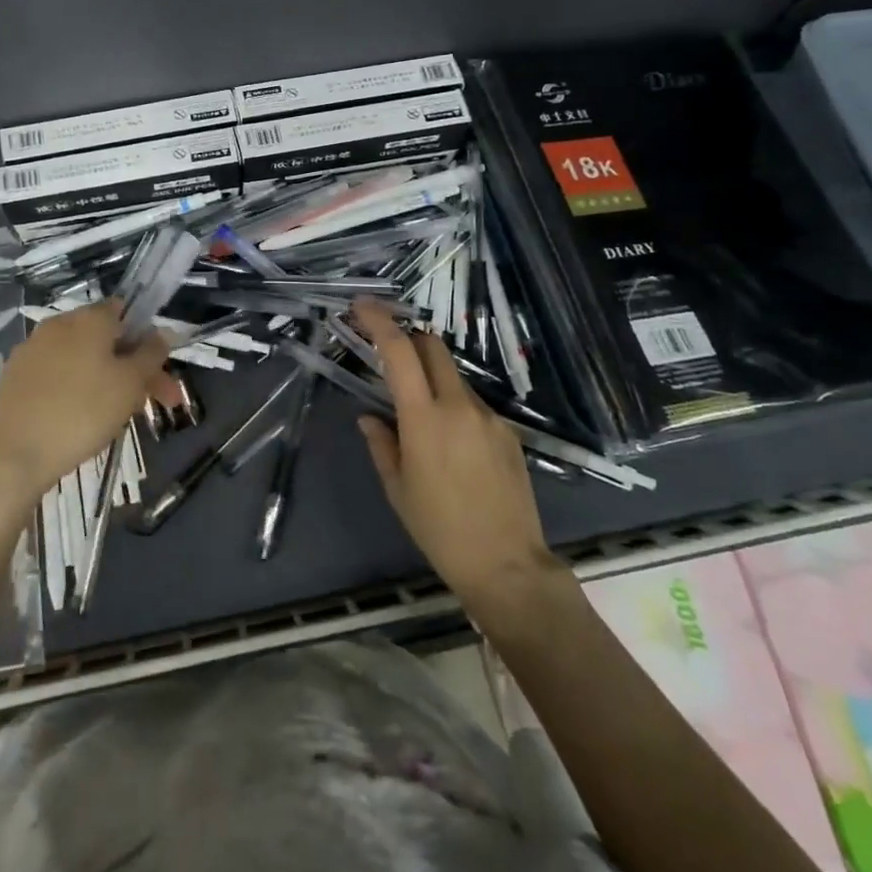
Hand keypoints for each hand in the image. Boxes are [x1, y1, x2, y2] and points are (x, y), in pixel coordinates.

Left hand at [0, 300, 178, 518]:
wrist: (14, 455)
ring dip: (107, 380)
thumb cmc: (83, 412)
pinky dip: (77, 389)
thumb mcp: (130, 383)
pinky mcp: (15, 376)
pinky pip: (58, 375)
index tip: (160, 371)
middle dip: (133, 368)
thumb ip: (151, 353)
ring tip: (121, 417)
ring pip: (82, 359)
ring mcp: (32, 350)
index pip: (125, 311)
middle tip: (156, 403)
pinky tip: (83, 418)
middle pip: (106, 339)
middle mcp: (58, 324)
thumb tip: (162, 332)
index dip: (147, 338)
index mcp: (88, 318)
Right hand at [353, 301, 564, 607]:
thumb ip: (381, 444)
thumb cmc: (440, 530)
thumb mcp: (398, 489)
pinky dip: (454, 405)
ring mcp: (489, 416)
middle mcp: (459, 406)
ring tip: (420, 414)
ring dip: (432, 377)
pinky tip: (451, 443)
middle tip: (389, 353)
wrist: (507, 565)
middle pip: (433, 347)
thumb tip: (370, 417)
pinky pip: (474, 403)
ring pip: (454, 376)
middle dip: (409, 338)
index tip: (363, 307)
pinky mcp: (509, 432)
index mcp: (424, 419)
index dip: (380, 321)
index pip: (400, 351)